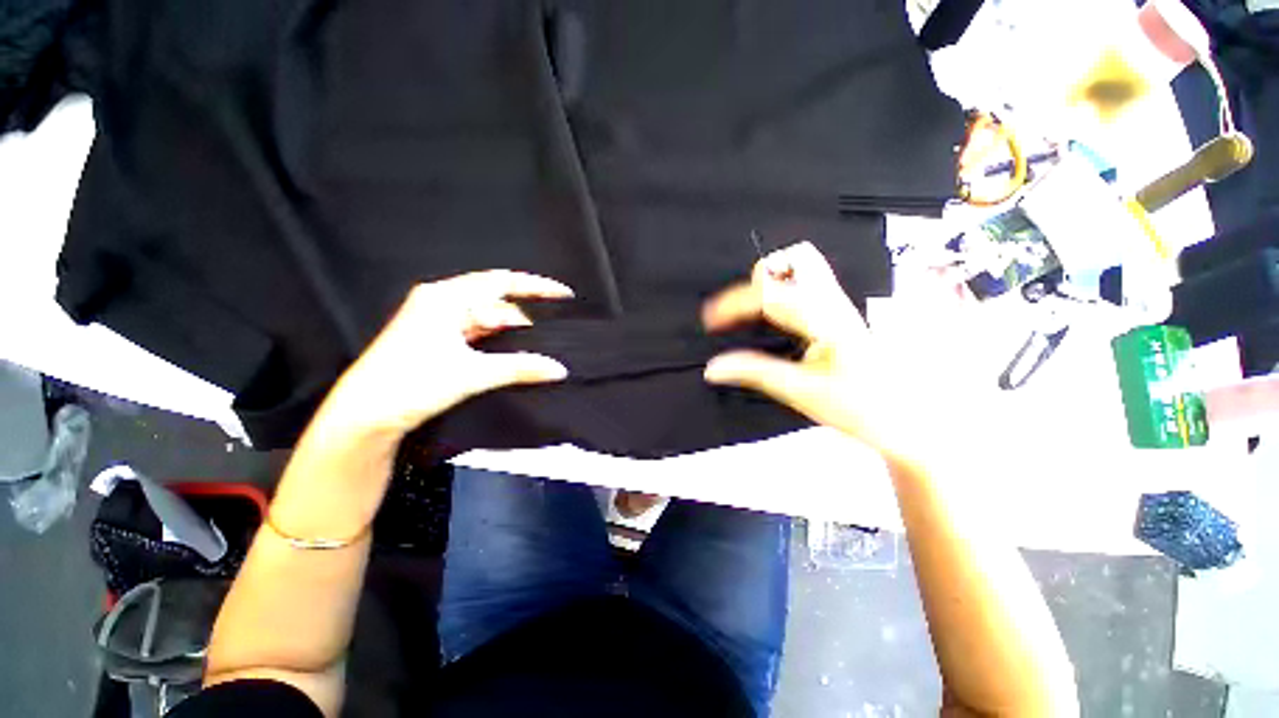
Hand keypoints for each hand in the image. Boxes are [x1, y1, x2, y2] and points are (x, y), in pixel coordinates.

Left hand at [317, 270, 573, 442]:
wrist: (364, 417)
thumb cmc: (408, 385)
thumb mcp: (472, 374)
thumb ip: (520, 368)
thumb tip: (556, 368)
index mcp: (445, 298)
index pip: (501, 282)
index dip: (536, 287)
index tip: (563, 294)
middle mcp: (440, 303)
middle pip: (496, 301)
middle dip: (525, 317)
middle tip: (551, 335)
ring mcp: (437, 321)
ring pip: (487, 319)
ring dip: (511, 332)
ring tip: (536, 348)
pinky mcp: (436, 340)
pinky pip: (477, 333)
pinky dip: (497, 341)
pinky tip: (512, 354)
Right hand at [701, 242, 911, 458]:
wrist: (907, 420)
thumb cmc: (861, 407)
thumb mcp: (801, 392)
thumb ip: (755, 373)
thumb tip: (714, 367)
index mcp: (826, 320)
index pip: (771, 294)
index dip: (734, 304)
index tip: (711, 320)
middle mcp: (835, 304)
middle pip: (800, 257)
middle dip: (765, 273)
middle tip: (747, 305)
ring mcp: (841, 306)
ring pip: (808, 265)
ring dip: (777, 277)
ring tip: (758, 309)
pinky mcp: (841, 315)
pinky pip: (810, 285)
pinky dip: (786, 288)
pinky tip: (777, 317)